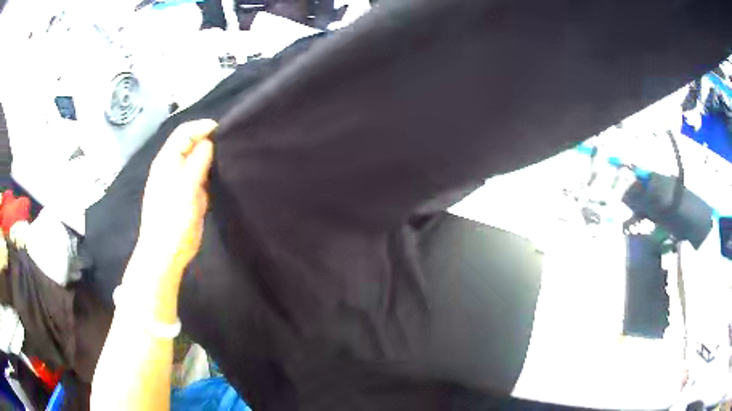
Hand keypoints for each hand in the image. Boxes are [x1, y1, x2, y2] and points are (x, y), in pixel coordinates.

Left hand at [132, 120, 216, 288]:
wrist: (166, 253)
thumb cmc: (172, 219)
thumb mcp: (186, 188)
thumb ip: (197, 162)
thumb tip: (209, 142)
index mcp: (167, 161)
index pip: (184, 132)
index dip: (202, 127)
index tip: (223, 131)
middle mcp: (172, 167)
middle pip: (190, 143)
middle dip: (208, 139)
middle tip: (229, 143)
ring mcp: (180, 182)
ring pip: (196, 160)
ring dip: (210, 156)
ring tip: (229, 156)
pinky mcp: (187, 195)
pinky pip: (200, 176)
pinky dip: (210, 172)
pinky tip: (221, 175)